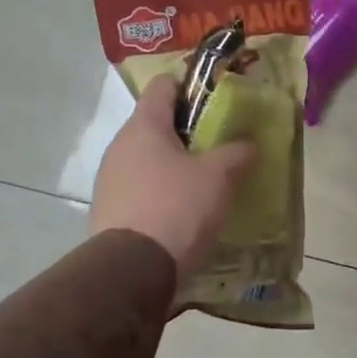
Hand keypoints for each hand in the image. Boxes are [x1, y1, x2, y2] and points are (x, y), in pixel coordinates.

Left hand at [91, 75, 258, 283]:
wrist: (132, 271)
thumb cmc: (177, 207)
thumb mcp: (219, 176)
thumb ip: (236, 152)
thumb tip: (248, 144)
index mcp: (144, 126)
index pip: (163, 86)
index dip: (190, 86)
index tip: (215, 99)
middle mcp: (120, 146)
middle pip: (155, 124)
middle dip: (187, 131)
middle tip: (218, 144)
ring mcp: (109, 180)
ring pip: (147, 158)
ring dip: (173, 164)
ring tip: (203, 181)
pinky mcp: (108, 211)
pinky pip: (139, 188)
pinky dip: (161, 191)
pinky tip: (182, 210)